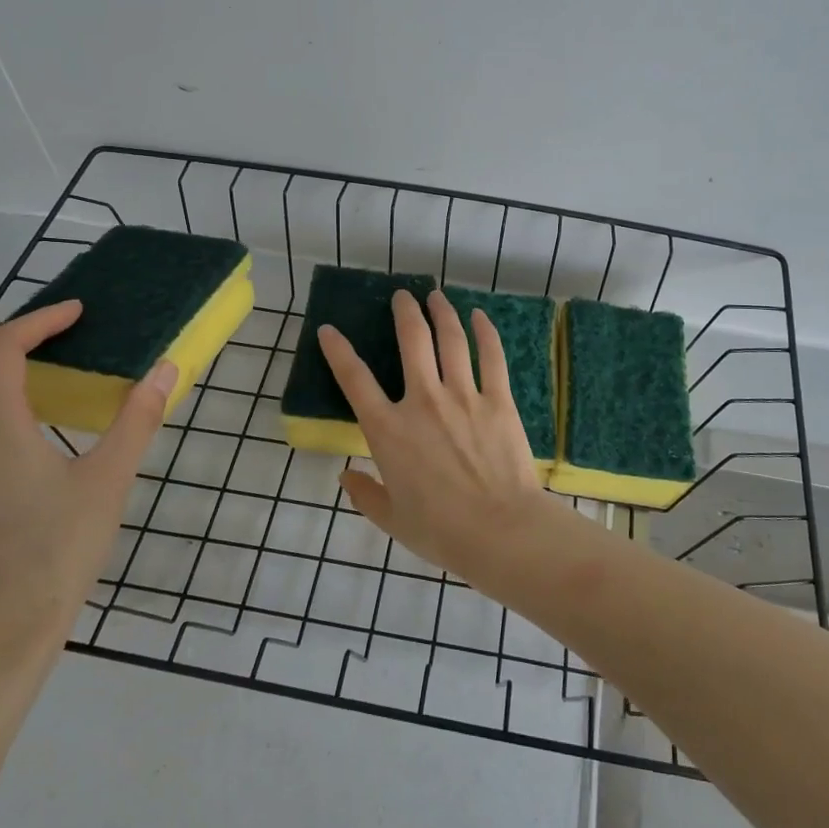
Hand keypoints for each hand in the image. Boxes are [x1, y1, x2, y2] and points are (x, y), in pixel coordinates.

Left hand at [0, 301, 174, 689]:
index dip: (37, 321)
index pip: (1, 351)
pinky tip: (26, 439)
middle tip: (46, 344)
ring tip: (40, 383)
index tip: (76, 313)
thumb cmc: (58, 552)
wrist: (0, 636)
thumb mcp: (109, 481)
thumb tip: (165, 370)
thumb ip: (137, 420)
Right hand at [317, 289, 570, 588]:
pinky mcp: (498, 400)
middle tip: (402, 297)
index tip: (329, 330)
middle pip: (412, 341)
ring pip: (450, 340)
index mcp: (389, 430)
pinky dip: (485, 332)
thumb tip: (345, 476)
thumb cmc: (440, 531)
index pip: (355, 380)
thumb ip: (365, 494)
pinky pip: (491, 357)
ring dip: (442, 313)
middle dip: (404, 312)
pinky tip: (480, 317)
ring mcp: (463, 396)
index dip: (338, 350)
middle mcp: (423, 402)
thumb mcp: (391, 519)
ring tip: (436, 296)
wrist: (499, 531)